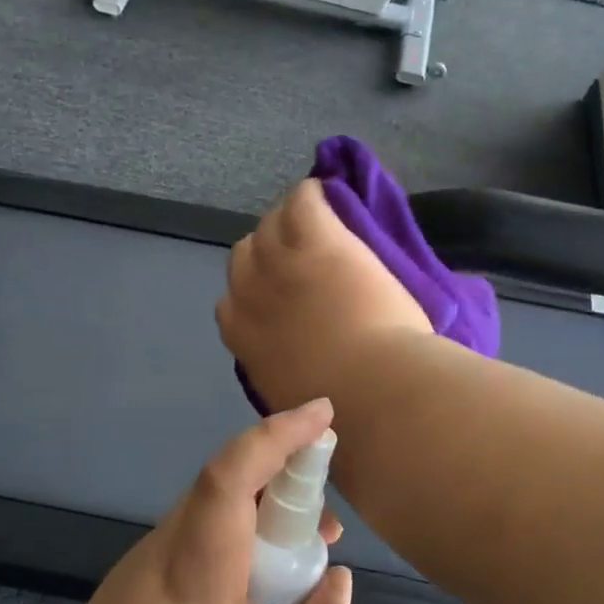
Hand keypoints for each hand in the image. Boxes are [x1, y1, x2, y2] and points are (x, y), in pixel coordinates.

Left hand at [32, 400, 356, 603]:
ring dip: (264, 516)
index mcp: (198, 566)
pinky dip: (239, 539)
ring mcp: (145, 561)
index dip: (280, 434)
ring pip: (214, 510)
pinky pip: (198, 536)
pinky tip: (258, 590)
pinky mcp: (136, 580)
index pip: (234, 471)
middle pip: (228, 483)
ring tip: (304, 561)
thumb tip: (340, 580)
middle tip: (331, 525)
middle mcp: (166, 546)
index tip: (323, 414)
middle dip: (286, 480)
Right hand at [218, 178, 432, 412]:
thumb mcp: (294, 399)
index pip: (230, 302)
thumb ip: (283, 373)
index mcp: (243, 337)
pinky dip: (313, 194)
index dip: (255, 293)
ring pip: (270, 225)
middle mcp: (251, 293)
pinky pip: (303, 200)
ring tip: (317, 226)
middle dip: (267, 255)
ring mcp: (282, 263)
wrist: (373, 389)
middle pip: (244, 255)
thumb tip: (295, 369)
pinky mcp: (317, 240)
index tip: (278, 296)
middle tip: (300, 258)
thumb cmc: (342, 409)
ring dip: (289, 224)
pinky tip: (328, 196)